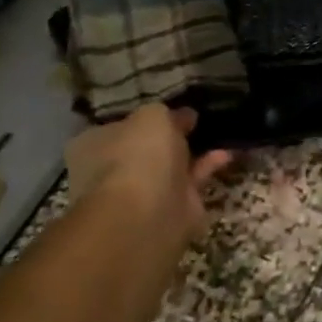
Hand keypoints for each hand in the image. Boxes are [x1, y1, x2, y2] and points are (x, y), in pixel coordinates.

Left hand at [65, 106, 233, 239]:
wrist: (147, 212)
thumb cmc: (139, 155)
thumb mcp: (152, 116)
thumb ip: (166, 112)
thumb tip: (182, 116)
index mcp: (95, 144)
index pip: (121, 126)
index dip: (147, 118)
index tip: (174, 109)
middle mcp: (114, 168)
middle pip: (147, 148)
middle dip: (171, 136)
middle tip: (197, 120)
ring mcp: (143, 191)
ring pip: (171, 165)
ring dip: (193, 151)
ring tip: (218, 133)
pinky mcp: (173, 206)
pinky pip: (192, 180)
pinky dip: (208, 166)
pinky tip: (226, 153)